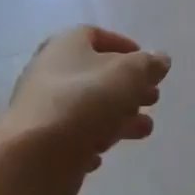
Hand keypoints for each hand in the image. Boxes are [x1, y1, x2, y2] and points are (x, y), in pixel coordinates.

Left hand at [0, 25, 170, 194]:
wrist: (34, 158)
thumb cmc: (84, 102)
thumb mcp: (127, 75)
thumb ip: (148, 65)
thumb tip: (160, 59)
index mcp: (67, 45)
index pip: (96, 36)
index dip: (124, 46)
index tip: (147, 64)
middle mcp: (51, 72)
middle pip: (96, 74)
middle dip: (128, 86)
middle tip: (153, 99)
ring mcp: (44, 109)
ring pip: (88, 107)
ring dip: (118, 117)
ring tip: (144, 130)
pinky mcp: (42, 142)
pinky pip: (72, 137)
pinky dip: (91, 141)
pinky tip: (103, 154)